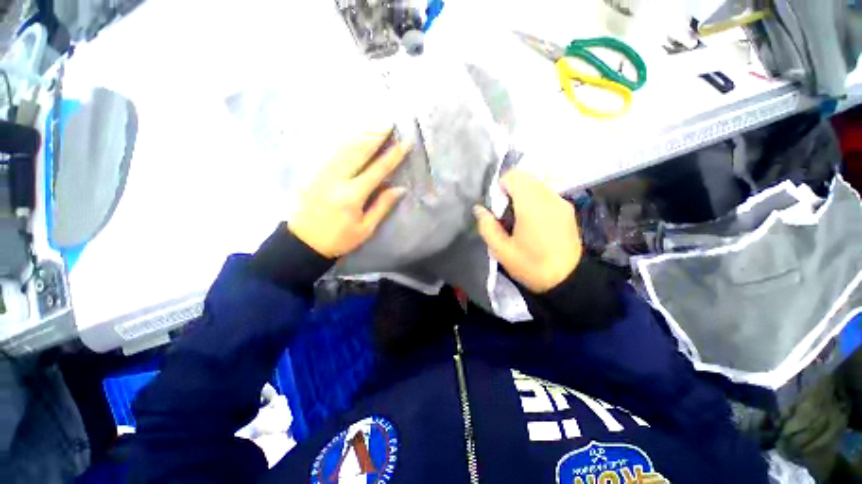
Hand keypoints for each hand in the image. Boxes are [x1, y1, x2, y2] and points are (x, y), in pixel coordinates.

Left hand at [289, 128, 409, 257]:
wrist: (302, 242)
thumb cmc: (339, 239)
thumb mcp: (365, 229)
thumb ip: (382, 206)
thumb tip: (400, 189)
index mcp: (353, 195)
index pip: (378, 170)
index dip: (393, 155)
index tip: (405, 142)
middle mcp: (337, 179)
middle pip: (358, 151)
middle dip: (375, 134)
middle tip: (388, 120)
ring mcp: (321, 172)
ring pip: (343, 146)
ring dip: (360, 132)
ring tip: (373, 120)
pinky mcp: (312, 172)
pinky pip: (329, 150)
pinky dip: (342, 139)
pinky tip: (350, 131)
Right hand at [474, 171, 582, 292]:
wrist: (568, 280)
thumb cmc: (531, 266)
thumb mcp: (501, 251)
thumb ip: (487, 227)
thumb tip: (479, 209)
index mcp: (531, 206)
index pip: (514, 176)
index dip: (500, 186)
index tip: (497, 206)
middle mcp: (549, 198)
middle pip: (526, 178)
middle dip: (511, 191)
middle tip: (506, 214)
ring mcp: (561, 202)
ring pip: (537, 185)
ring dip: (524, 195)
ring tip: (520, 218)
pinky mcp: (568, 209)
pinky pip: (547, 194)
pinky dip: (535, 200)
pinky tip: (534, 221)